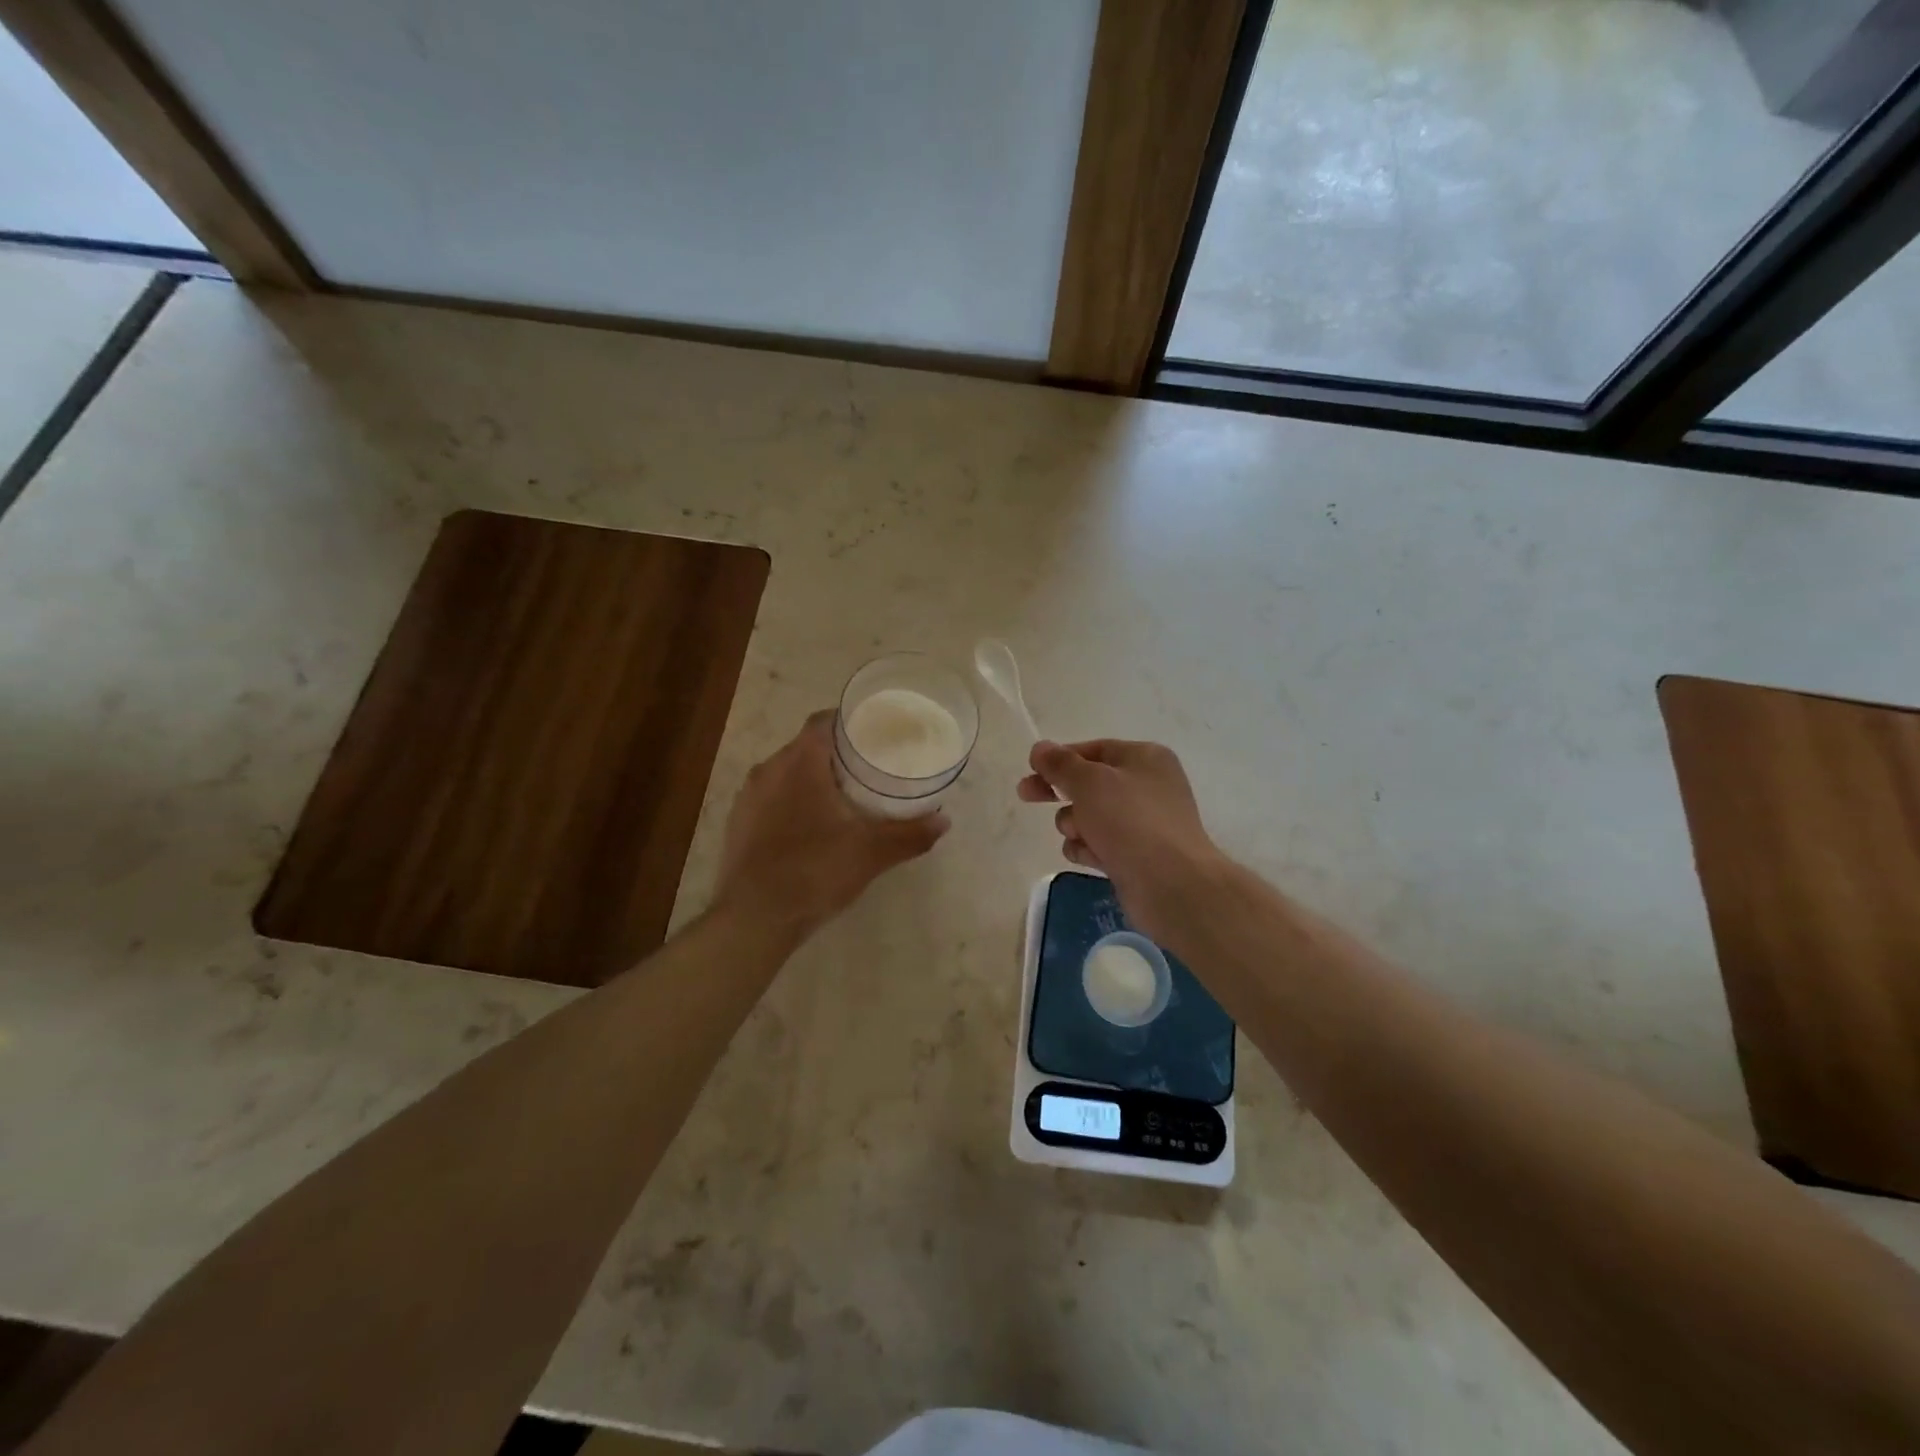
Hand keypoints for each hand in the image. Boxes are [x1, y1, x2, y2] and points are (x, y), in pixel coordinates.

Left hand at [716, 710, 948, 941]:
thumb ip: (910, 833)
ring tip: (841, 798)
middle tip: (867, 768)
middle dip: (835, 754)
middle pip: (805, 747)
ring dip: (810, 780)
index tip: (873, 733)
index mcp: (799, 763)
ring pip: (785, 774)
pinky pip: (770, 800)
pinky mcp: (738, 824)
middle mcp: (768, 770)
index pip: (823, 722)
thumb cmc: (814, 871)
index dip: (848, 722)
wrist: (753, 919)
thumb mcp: (871, 853)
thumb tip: (944, 821)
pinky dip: (791, 803)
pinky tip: (809, 829)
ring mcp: (748, 798)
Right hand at [1017, 739, 1227, 946]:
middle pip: (1089, 783)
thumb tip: (1041, 748)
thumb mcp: (1089, 782)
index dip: (1060, 758)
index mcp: (1144, 758)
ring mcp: (1143, 823)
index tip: (1031, 770)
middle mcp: (1147, 786)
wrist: (1171, 884)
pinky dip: (1088, 849)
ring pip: (1090, 816)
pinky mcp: (1136, 855)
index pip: (1093, 749)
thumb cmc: (1130, 821)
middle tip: (1026, 795)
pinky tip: (1089, 857)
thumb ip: (1060, 764)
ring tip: (1081, 835)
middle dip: (1058, 791)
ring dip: (1075, 824)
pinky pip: (1099, 844)